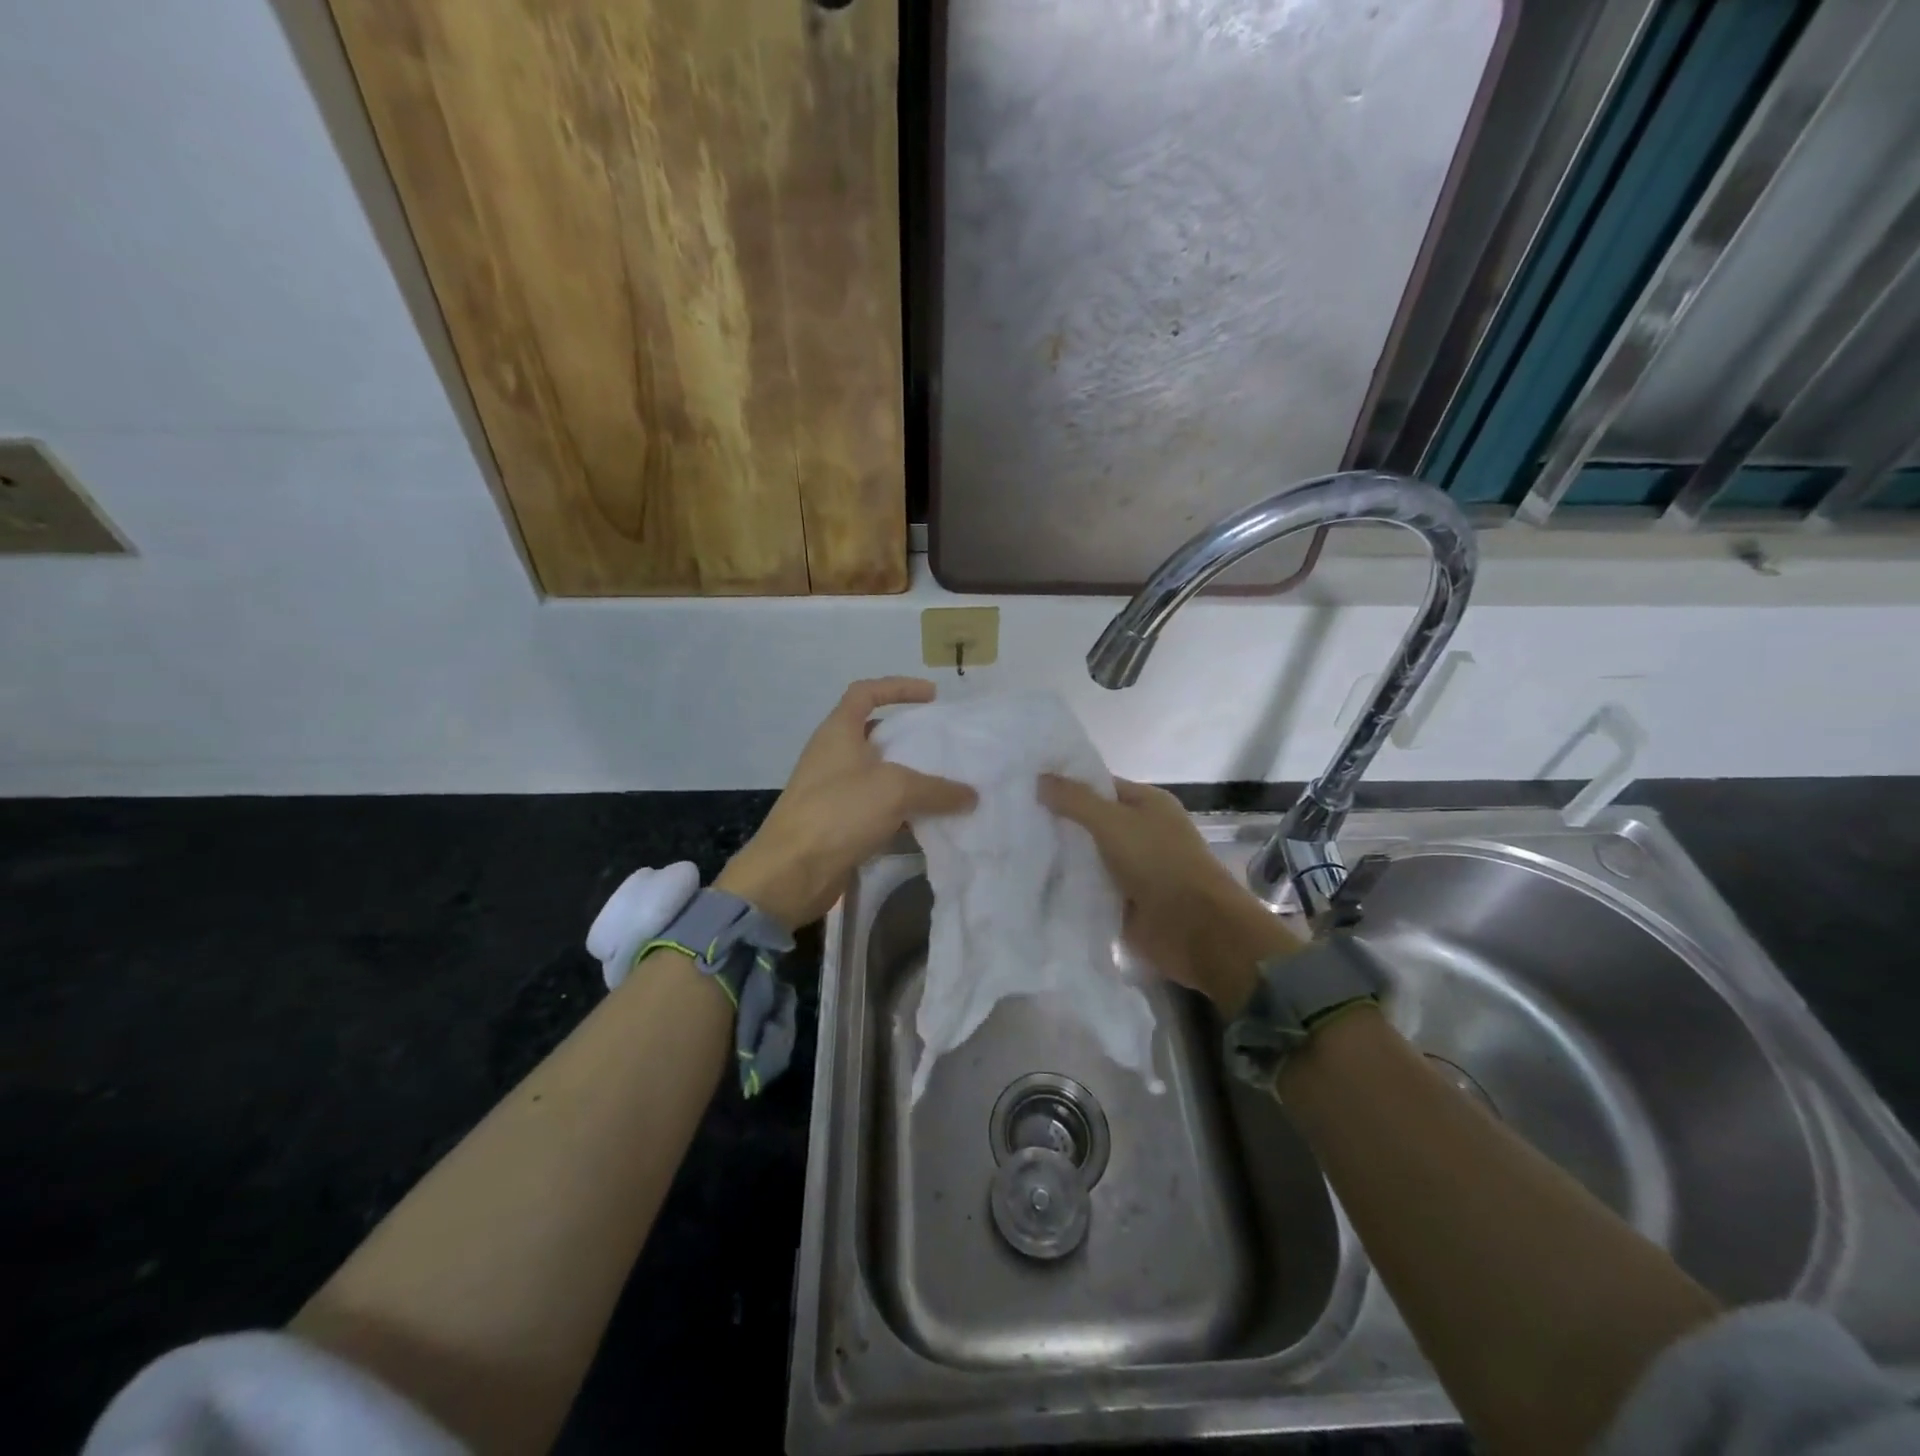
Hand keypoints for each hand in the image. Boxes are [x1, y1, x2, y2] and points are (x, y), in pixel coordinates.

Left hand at [717, 678, 975, 930]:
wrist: (791, 872)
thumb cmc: (839, 812)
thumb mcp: (895, 790)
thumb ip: (938, 789)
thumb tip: (970, 795)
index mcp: (838, 732)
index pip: (866, 692)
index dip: (898, 687)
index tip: (932, 696)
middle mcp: (833, 756)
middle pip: (875, 735)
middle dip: (910, 739)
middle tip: (944, 747)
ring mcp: (833, 791)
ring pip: (878, 776)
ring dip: (909, 780)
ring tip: (945, 787)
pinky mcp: (837, 824)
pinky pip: (875, 809)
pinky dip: (900, 813)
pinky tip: (926, 824)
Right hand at [1038, 775, 1300, 1012]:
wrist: (1195, 929)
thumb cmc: (1159, 863)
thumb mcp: (1113, 821)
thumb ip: (1075, 800)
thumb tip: (1039, 778)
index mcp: (1147, 804)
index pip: (1099, 787)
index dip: (1066, 786)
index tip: (1025, 789)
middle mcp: (1141, 833)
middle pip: (1091, 823)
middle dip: (1058, 823)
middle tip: (1011, 820)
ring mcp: (1133, 870)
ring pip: (1088, 858)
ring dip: (1060, 858)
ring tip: (1013, 851)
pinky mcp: (1124, 903)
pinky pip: (1090, 889)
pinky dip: (1069, 888)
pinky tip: (1033, 884)